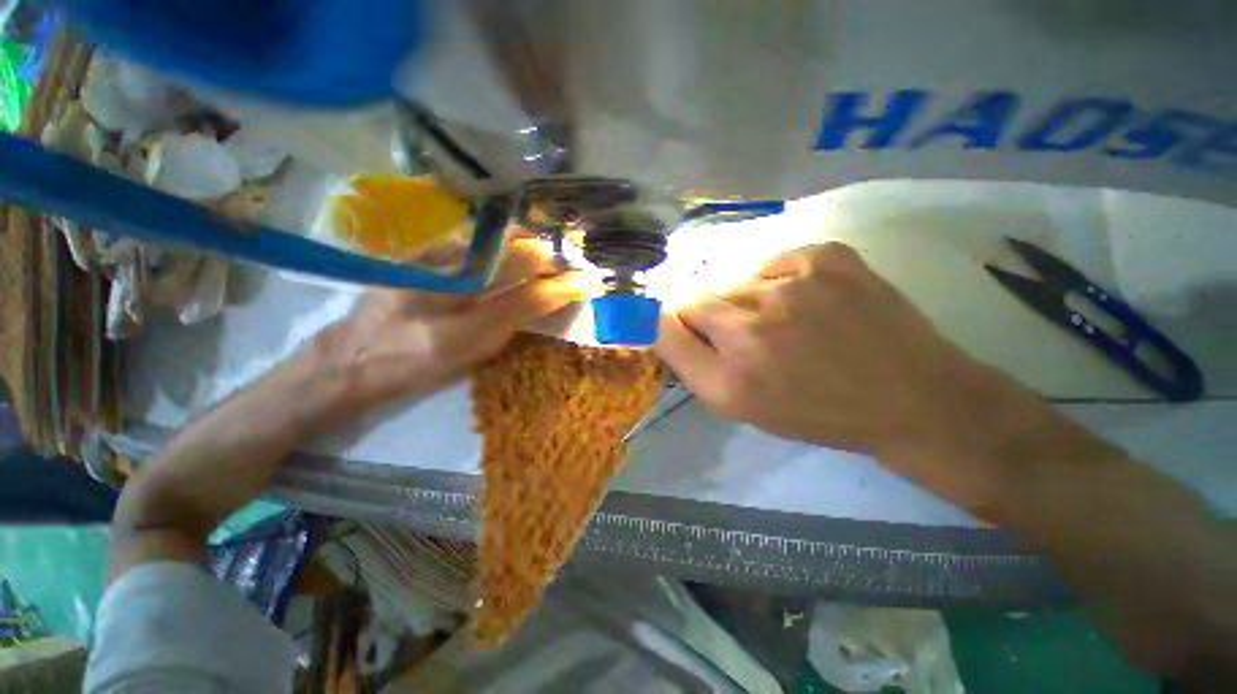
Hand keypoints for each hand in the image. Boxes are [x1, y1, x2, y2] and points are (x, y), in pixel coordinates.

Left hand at [316, 238, 583, 409]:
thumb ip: (511, 326)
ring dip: (528, 242)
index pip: (526, 299)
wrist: (355, 355)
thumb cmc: (418, 366)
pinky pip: (470, 237)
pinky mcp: (417, 252)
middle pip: (513, 260)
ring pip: (493, 242)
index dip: (561, 288)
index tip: (586, 282)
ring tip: (546, 249)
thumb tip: (546, 299)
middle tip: (571, 260)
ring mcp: (428, 263)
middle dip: (550, 258)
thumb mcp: (470, 357)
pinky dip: (499, 239)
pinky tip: (511, 243)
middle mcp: (444, 288)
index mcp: (460, 330)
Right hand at [654, 242, 1101, 505]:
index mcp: (732, 373)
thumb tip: (662, 323)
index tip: (673, 328)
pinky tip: (807, 302)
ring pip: (734, 280)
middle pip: (694, 298)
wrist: (912, 395)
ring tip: (781, 322)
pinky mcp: (827, 254)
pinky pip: (773, 263)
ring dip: (743, 300)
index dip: (661, 322)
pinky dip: (778, 281)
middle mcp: (754, 323)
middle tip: (738, 335)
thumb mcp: (741, 406)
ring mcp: (793, 281)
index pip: (665, 324)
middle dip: (705, 316)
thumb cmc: (817, 411)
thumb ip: (690, 364)